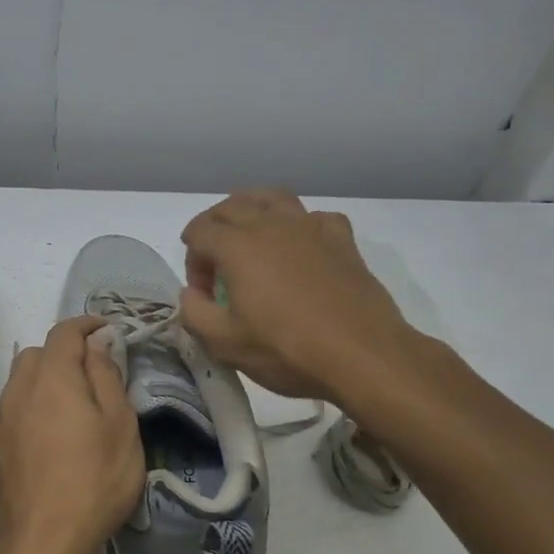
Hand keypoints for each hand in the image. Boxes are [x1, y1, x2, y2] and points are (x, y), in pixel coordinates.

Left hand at [0, 316, 144, 553]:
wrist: (44, 541)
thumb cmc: (94, 479)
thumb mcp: (120, 424)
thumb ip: (106, 376)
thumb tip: (96, 344)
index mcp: (52, 377)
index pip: (64, 332)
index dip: (87, 325)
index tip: (108, 331)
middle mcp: (20, 389)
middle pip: (38, 352)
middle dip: (66, 352)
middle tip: (96, 371)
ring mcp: (4, 417)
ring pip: (23, 378)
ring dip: (48, 377)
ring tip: (76, 402)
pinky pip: (17, 405)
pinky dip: (36, 402)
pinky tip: (55, 430)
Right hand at [179, 189, 425, 406]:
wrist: (363, 355)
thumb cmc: (287, 349)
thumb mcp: (224, 343)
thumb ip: (194, 314)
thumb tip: (191, 295)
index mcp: (238, 246)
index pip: (199, 232)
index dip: (192, 261)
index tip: (203, 295)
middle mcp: (271, 224)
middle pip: (231, 206)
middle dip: (214, 229)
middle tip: (217, 267)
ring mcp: (310, 227)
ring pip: (272, 198)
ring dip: (252, 211)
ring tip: (251, 240)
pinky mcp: (341, 239)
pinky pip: (313, 216)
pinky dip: (299, 226)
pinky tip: (300, 249)